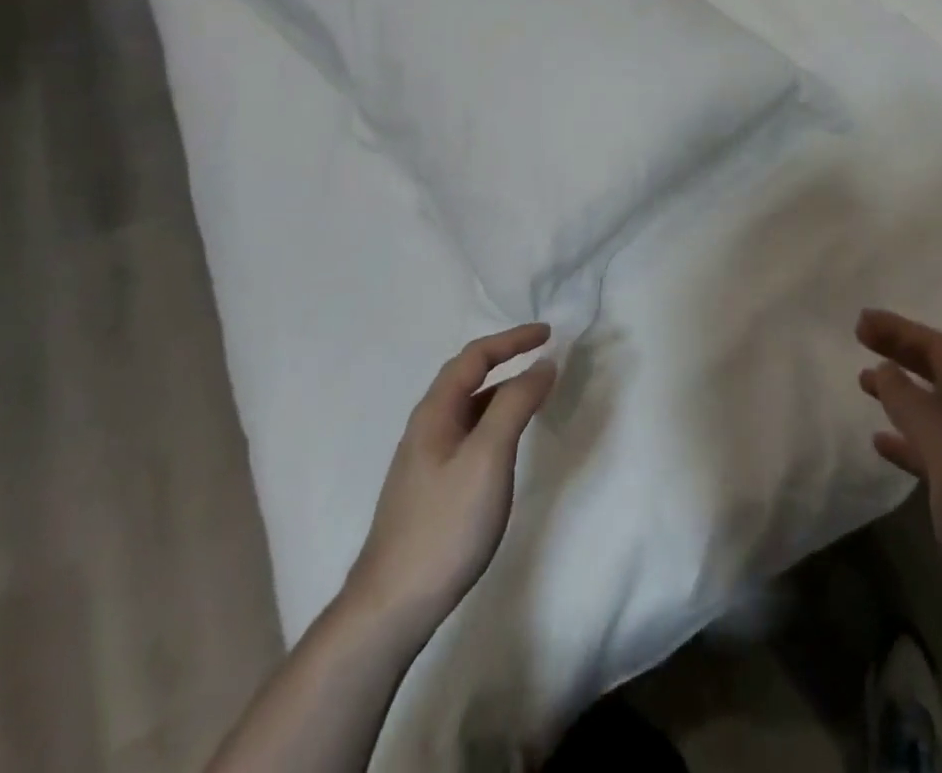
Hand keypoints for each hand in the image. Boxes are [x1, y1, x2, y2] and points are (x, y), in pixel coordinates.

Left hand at [341, 324, 557, 644]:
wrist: (392, 607)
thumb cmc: (445, 523)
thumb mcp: (488, 456)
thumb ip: (516, 404)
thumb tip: (543, 364)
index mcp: (435, 413)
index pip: (474, 357)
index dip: (512, 340)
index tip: (548, 334)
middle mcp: (426, 428)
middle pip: (468, 377)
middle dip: (506, 360)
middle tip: (545, 358)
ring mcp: (426, 460)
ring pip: (469, 408)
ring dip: (503, 391)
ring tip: (536, 395)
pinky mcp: (432, 488)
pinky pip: (469, 434)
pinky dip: (495, 421)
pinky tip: (509, 442)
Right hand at [857, 309, 941, 636]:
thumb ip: (916, 412)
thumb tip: (885, 369)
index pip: (941, 350)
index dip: (902, 331)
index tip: (862, 322)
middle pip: (940, 372)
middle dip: (901, 351)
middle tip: (860, 338)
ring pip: (935, 407)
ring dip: (901, 391)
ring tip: (864, 382)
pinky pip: (935, 448)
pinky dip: (907, 437)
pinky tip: (883, 443)